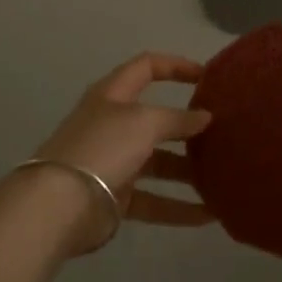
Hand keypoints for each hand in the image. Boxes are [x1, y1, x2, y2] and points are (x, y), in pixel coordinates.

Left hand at [24, 52, 212, 251]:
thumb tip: (205, 117)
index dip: (176, 66)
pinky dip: (178, 207)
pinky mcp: (115, 197)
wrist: (59, 204)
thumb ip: (178, 119)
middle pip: (156, 119)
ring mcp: (113, 161)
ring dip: (188, 170)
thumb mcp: (145, 122)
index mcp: (113, 95)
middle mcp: (113, 124)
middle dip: (188, 126)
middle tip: (222, 132)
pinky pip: (153, 200)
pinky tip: (208, 215)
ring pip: (159, 162)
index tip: (208, 77)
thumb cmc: (103, 147)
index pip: (147, 67)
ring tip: (222, 175)